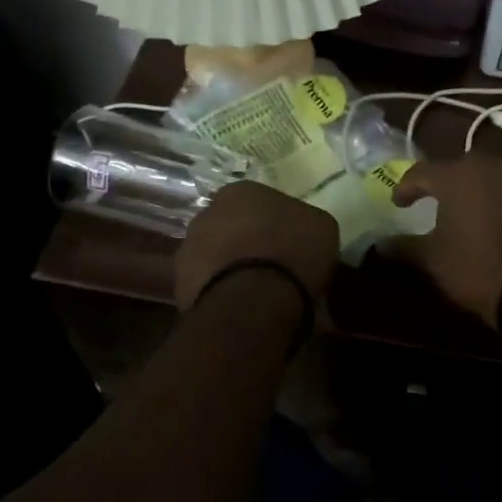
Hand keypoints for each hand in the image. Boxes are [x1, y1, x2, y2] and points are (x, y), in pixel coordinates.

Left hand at [175, 181, 338, 308]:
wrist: (253, 300)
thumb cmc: (292, 252)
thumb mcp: (321, 228)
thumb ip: (305, 223)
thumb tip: (300, 233)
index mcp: (241, 191)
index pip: (259, 202)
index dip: (276, 224)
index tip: (290, 245)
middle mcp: (207, 212)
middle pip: (233, 227)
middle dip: (249, 244)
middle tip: (273, 268)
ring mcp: (188, 248)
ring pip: (216, 256)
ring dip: (231, 269)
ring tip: (257, 295)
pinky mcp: (180, 284)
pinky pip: (207, 286)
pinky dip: (222, 294)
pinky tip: (242, 309)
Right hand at [392, 154, 501, 324]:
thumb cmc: (476, 267)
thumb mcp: (432, 259)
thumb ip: (404, 246)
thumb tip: (380, 244)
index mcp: (457, 176)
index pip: (422, 172)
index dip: (406, 187)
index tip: (398, 203)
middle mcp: (491, 168)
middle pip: (460, 167)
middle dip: (445, 182)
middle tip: (434, 201)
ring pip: (491, 178)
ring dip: (476, 191)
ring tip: (466, 214)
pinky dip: (501, 205)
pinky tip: (498, 227)